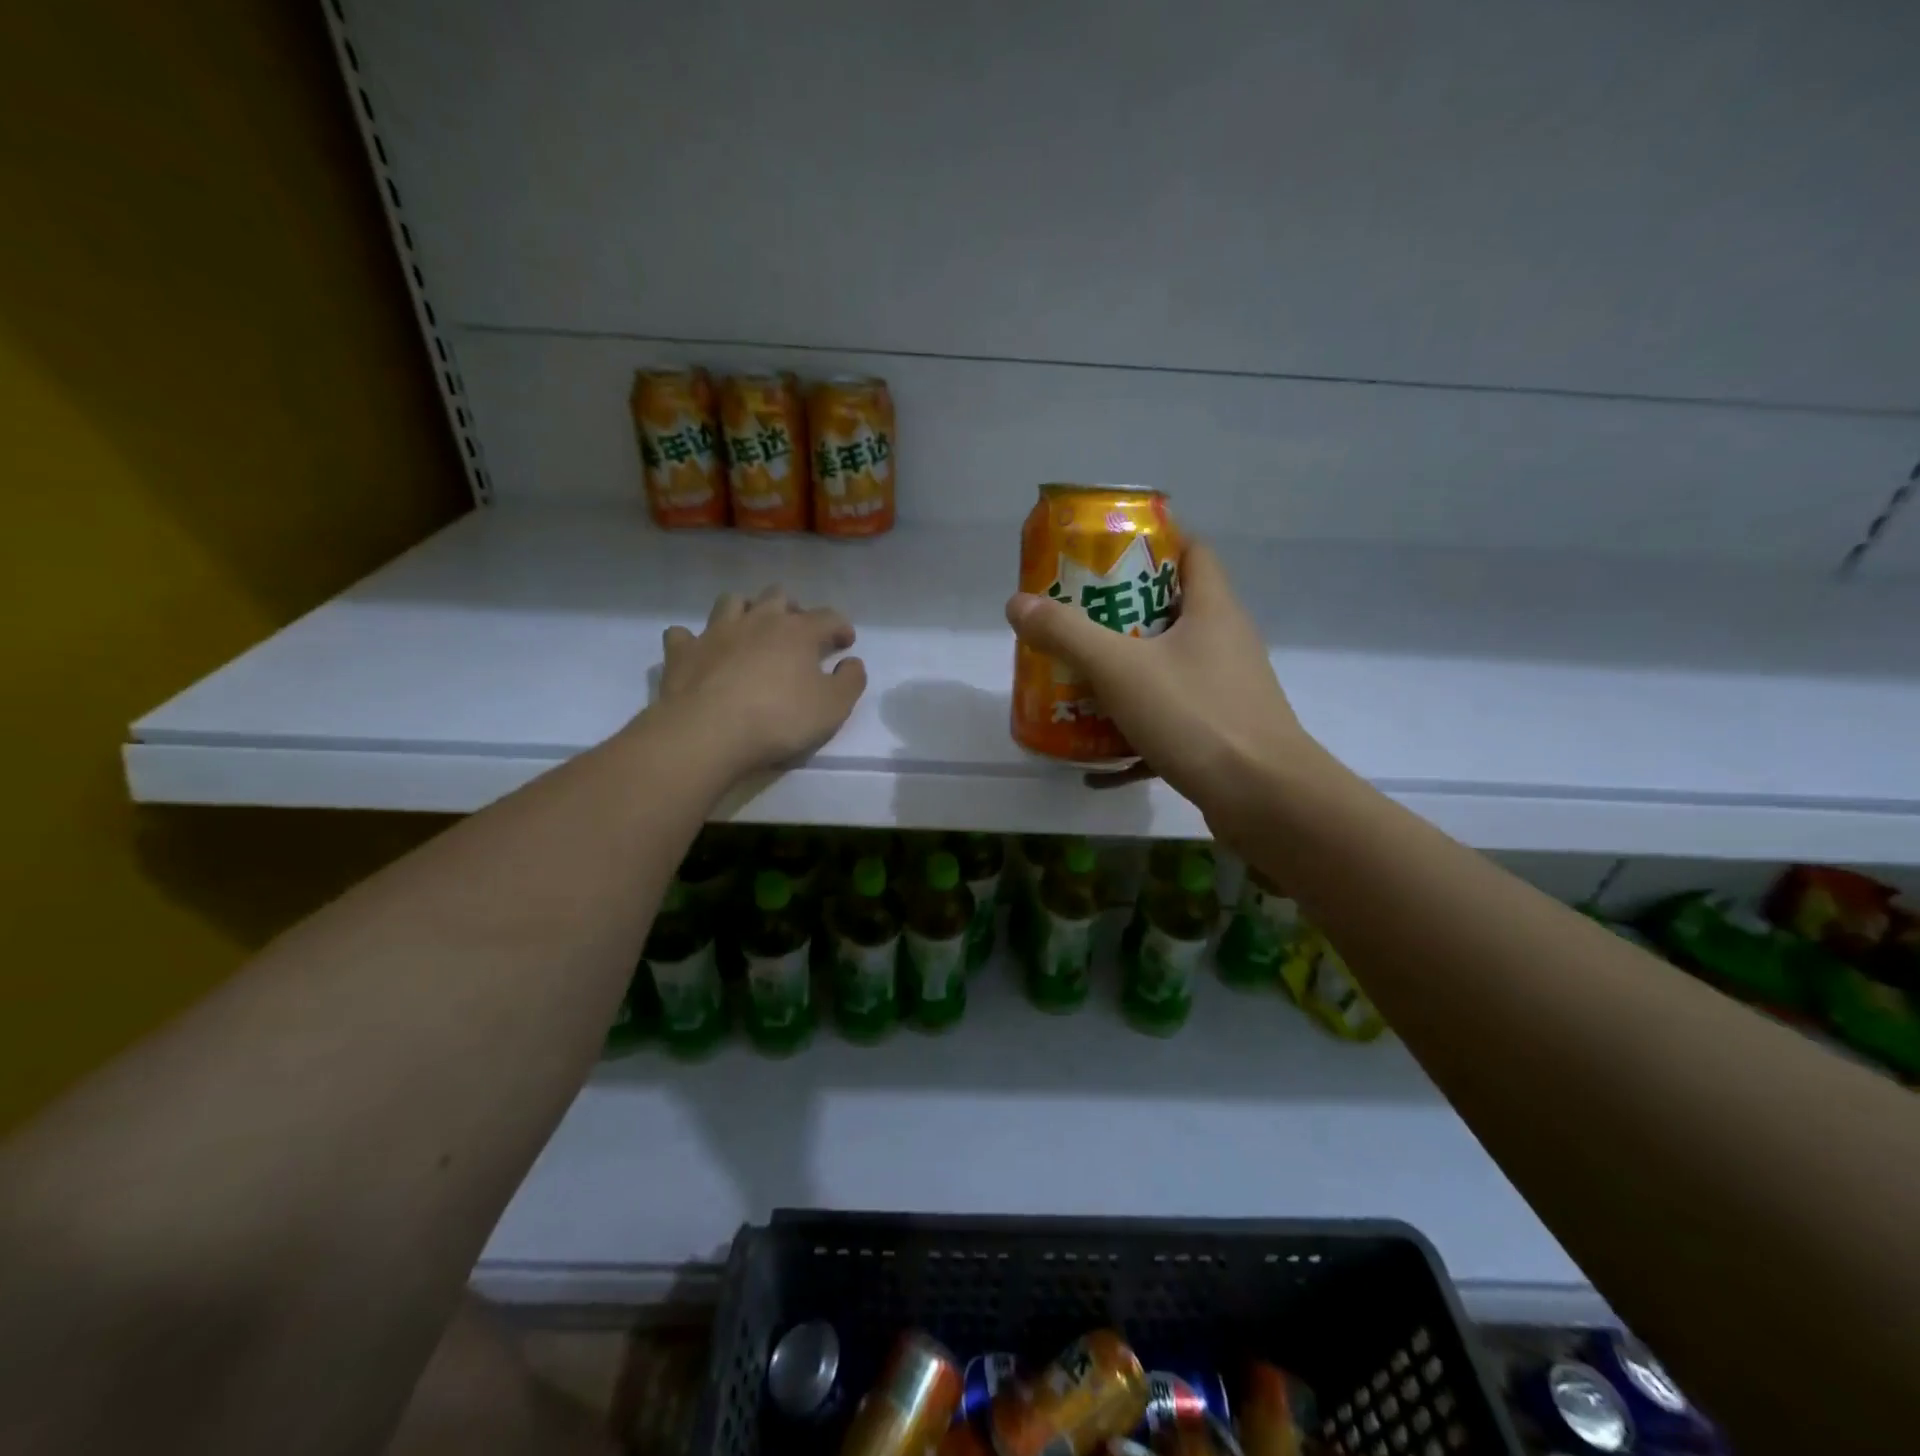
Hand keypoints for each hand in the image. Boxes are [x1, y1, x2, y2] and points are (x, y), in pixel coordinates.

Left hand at [654, 586, 866, 774]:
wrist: (709, 732)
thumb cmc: (779, 719)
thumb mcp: (833, 707)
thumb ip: (851, 681)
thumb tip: (852, 662)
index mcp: (797, 631)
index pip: (828, 617)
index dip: (840, 627)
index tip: (846, 642)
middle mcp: (757, 620)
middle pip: (778, 596)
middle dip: (792, 608)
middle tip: (797, 632)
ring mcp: (716, 632)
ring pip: (732, 602)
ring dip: (744, 610)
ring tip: (750, 630)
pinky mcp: (683, 652)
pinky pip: (683, 634)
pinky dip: (693, 639)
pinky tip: (699, 651)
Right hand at [1004, 542, 1317, 823]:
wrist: (1264, 799)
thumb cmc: (1195, 716)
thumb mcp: (1120, 669)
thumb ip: (1066, 634)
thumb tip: (1017, 604)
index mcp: (1213, 610)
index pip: (1191, 551)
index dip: (1151, 545)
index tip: (1105, 556)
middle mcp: (1225, 644)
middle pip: (1172, 613)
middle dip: (1120, 618)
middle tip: (1075, 625)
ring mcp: (1226, 693)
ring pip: (1168, 672)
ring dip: (1124, 680)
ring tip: (1078, 689)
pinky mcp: (1221, 736)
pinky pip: (1169, 725)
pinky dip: (1134, 739)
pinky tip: (1097, 764)